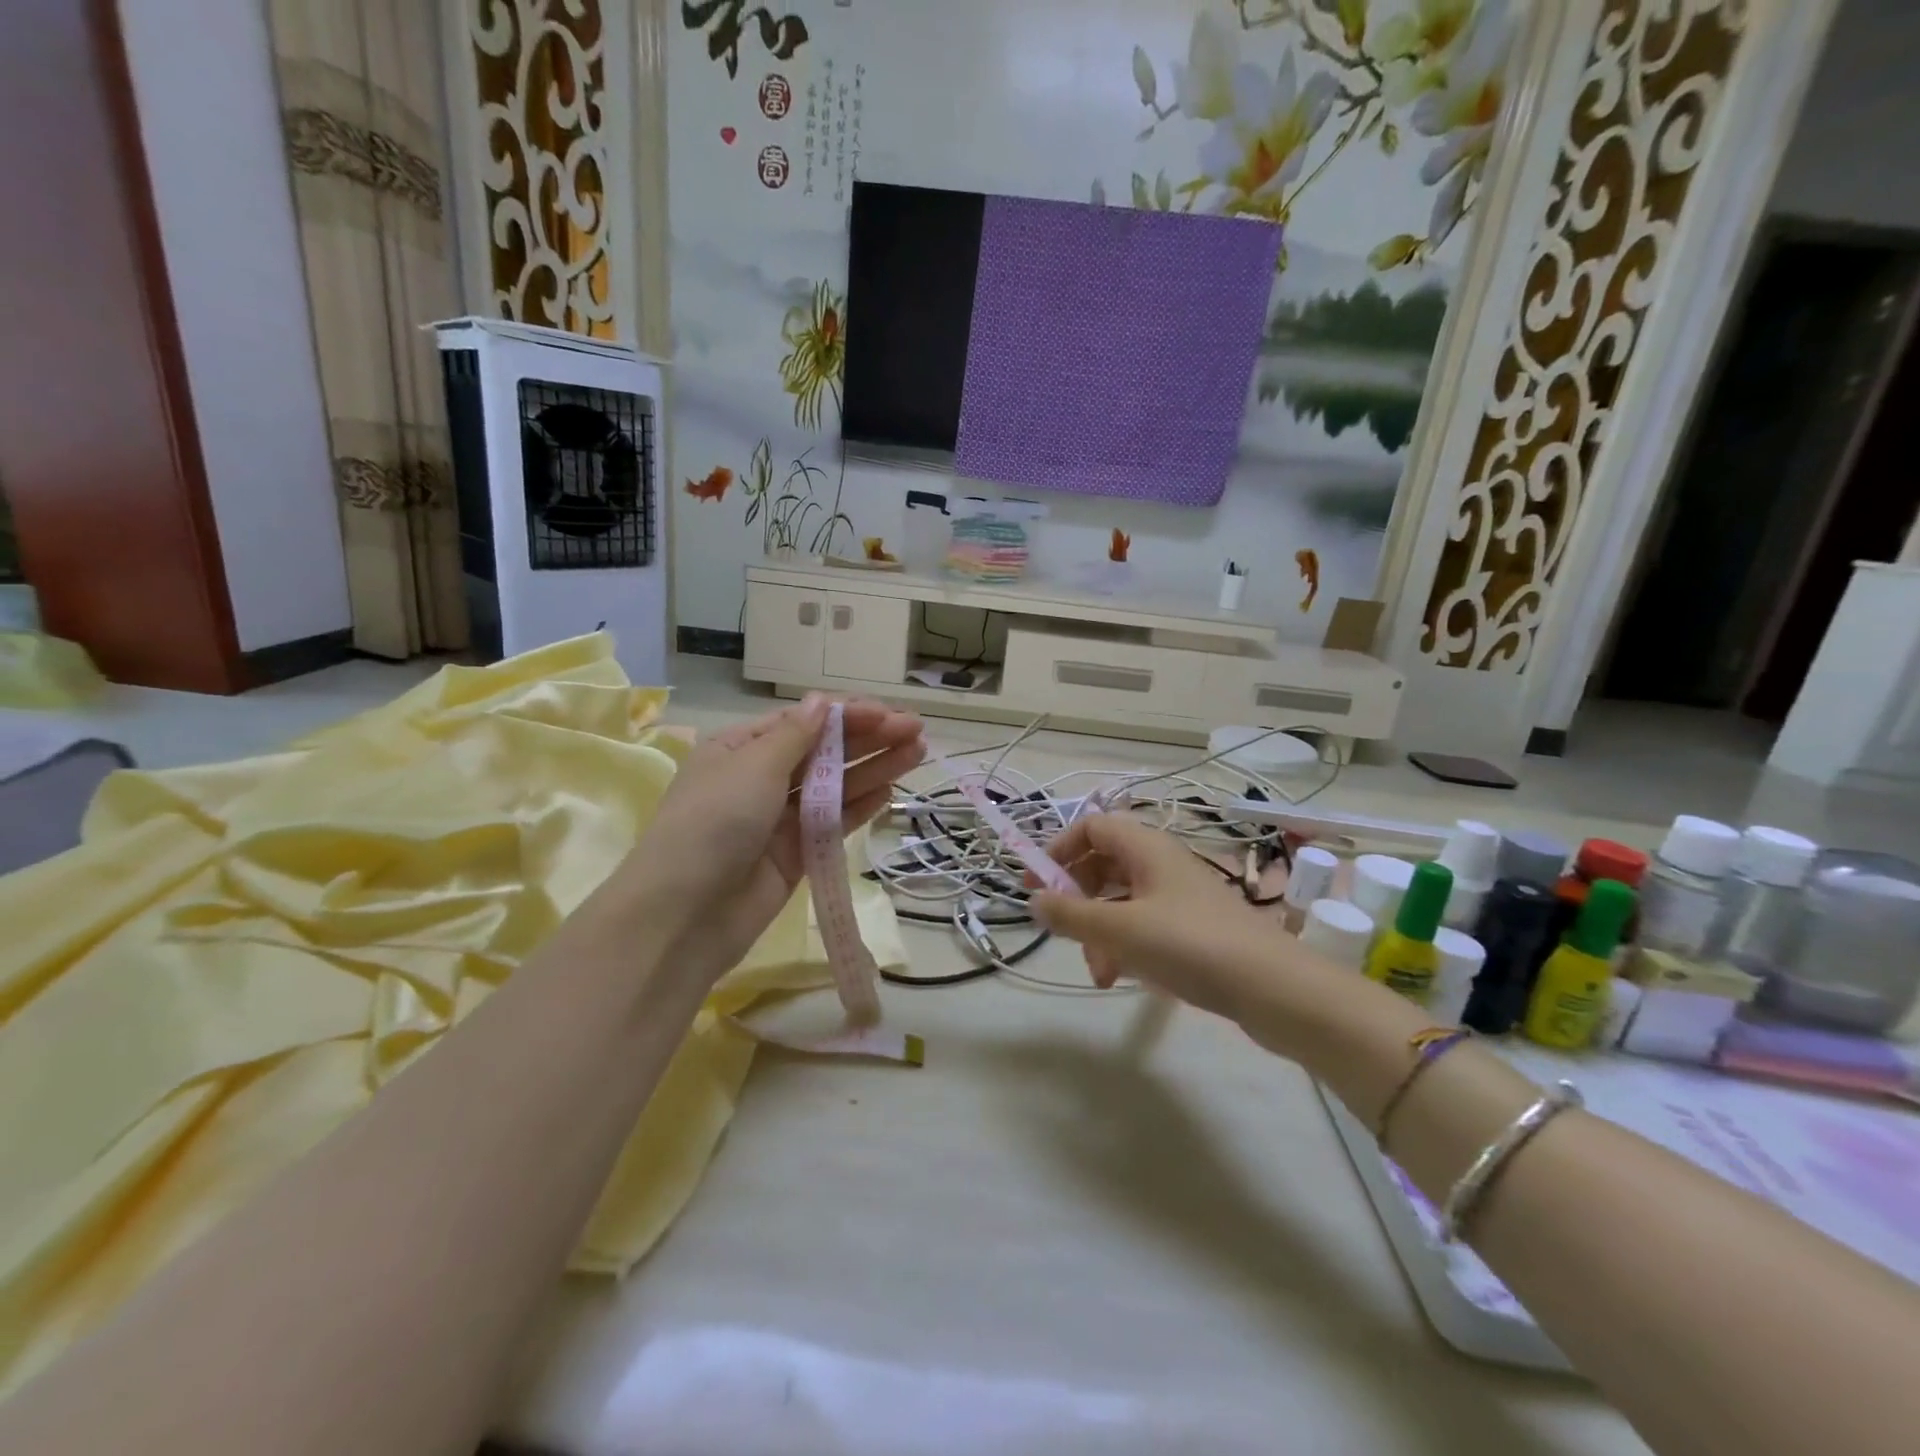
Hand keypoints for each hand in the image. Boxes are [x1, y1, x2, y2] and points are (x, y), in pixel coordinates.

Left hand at [626, 694, 925, 987]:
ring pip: (836, 786)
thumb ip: (795, 736)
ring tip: (917, 753)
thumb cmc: (714, 822)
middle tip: (916, 731)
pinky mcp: (796, 853)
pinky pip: (833, 823)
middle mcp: (762, 778)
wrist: (686, 913)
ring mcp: (780, 818)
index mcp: (742, 748)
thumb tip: (822, 702)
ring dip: (874, 768)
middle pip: (825, 751)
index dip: (848, 714)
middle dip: (869, 738)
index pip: (804, 722)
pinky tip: (890, 793)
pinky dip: (860, 807)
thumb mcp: (752, 766)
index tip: (888, 714)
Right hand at [1031, 814, 1281, 1021]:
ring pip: (1121, 901)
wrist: (1274, 988)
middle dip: (1077, 898)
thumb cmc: (1191, 945)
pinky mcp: (1192, 929)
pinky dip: (1125, 947)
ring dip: (1099, 932)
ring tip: (1099, 972)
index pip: (1091, 827)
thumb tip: (1033, 901)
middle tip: (1062, 928)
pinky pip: (1143, 926)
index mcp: (1146, 848)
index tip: (1037, 884)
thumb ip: (1070, 914)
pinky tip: (1122, 978)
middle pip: (1103, 865)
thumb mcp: (1120, 929)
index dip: (1059, 849)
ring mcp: (1178, 897)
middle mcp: (1161, 864)